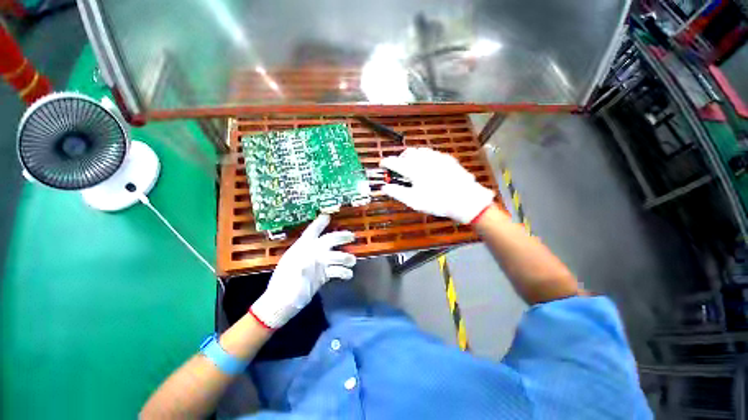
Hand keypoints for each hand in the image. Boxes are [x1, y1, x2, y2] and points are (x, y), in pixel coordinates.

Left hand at [250, 214, 355, 328]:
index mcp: (302, 249)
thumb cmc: (284, 289)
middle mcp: (312, 253)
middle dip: (340, 237)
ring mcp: (318, 265)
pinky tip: (348, 275)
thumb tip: (310, 262)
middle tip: (352, 236)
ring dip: (345, 257)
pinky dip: (343, 272)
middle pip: (329, 241)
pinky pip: (335, 270)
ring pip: (335, 256)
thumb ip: (301, 269)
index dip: (319, 223)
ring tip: (352, 261)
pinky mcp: (322, 275)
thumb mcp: (291, 278)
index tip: (328, 216)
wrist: (282, 305)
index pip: (312, 232)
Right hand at [379, 148, 494, 223]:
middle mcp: (423, 158)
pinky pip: (431, 154)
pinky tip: (428, 168)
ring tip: (412, 167)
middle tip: (399, 169)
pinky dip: (425, 158)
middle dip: (400, 159)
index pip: (394, 162)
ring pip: (420, 151)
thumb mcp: (413, 200)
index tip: (382, 165)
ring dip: (412, 157)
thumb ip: (397, 192)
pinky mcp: (447, 159)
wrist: (465, 199)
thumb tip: (383, 188)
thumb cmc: (436, 201)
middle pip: (407, 153)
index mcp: (413, 169)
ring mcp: (437, 157)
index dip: (385, 163)